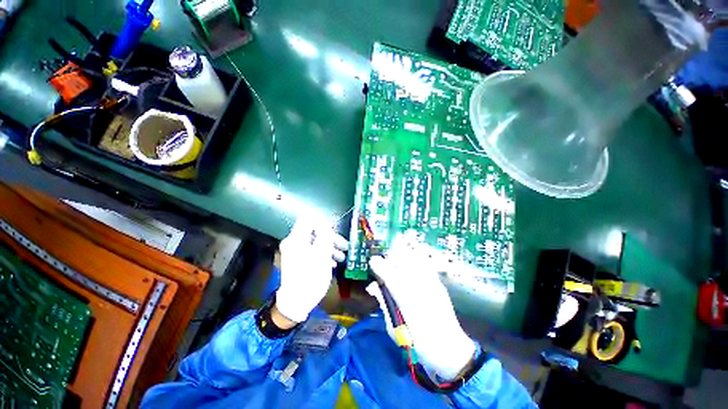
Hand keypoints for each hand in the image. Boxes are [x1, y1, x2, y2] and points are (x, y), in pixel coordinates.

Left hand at [275, 217, 347, 322]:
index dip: (323, 223)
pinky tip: (332, 263)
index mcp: (297, 238)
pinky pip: (312, 251)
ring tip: (341, 257)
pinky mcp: (298, 260)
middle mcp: (294, 242)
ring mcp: (295, 252)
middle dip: (331, 238)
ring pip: (315, 242)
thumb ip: (325, 236)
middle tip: (344, 247)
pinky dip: (323, 254)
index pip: (309, 219)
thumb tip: (326, 224)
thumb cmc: (311, 277)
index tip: (335, 232)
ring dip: (329, 247)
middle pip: (314, 232)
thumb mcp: (322, 255)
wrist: (296, 302)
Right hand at [368, 234, 476, 379]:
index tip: (372, 261)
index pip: (387, 271)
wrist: (448, 347)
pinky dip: (414, 260)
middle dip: (390, 257)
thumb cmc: (416, 341)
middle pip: (400, 258)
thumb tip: (372, 286)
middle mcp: (417, 283)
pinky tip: (410, 266)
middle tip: (384, 264)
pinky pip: (423, 263)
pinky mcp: (437, 281)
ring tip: (396, 262)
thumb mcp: (392, 325)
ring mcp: (429, 279)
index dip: (377, 263)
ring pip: (412, 256)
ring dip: (401, 256)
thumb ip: (383, 301)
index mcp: (404, 296)